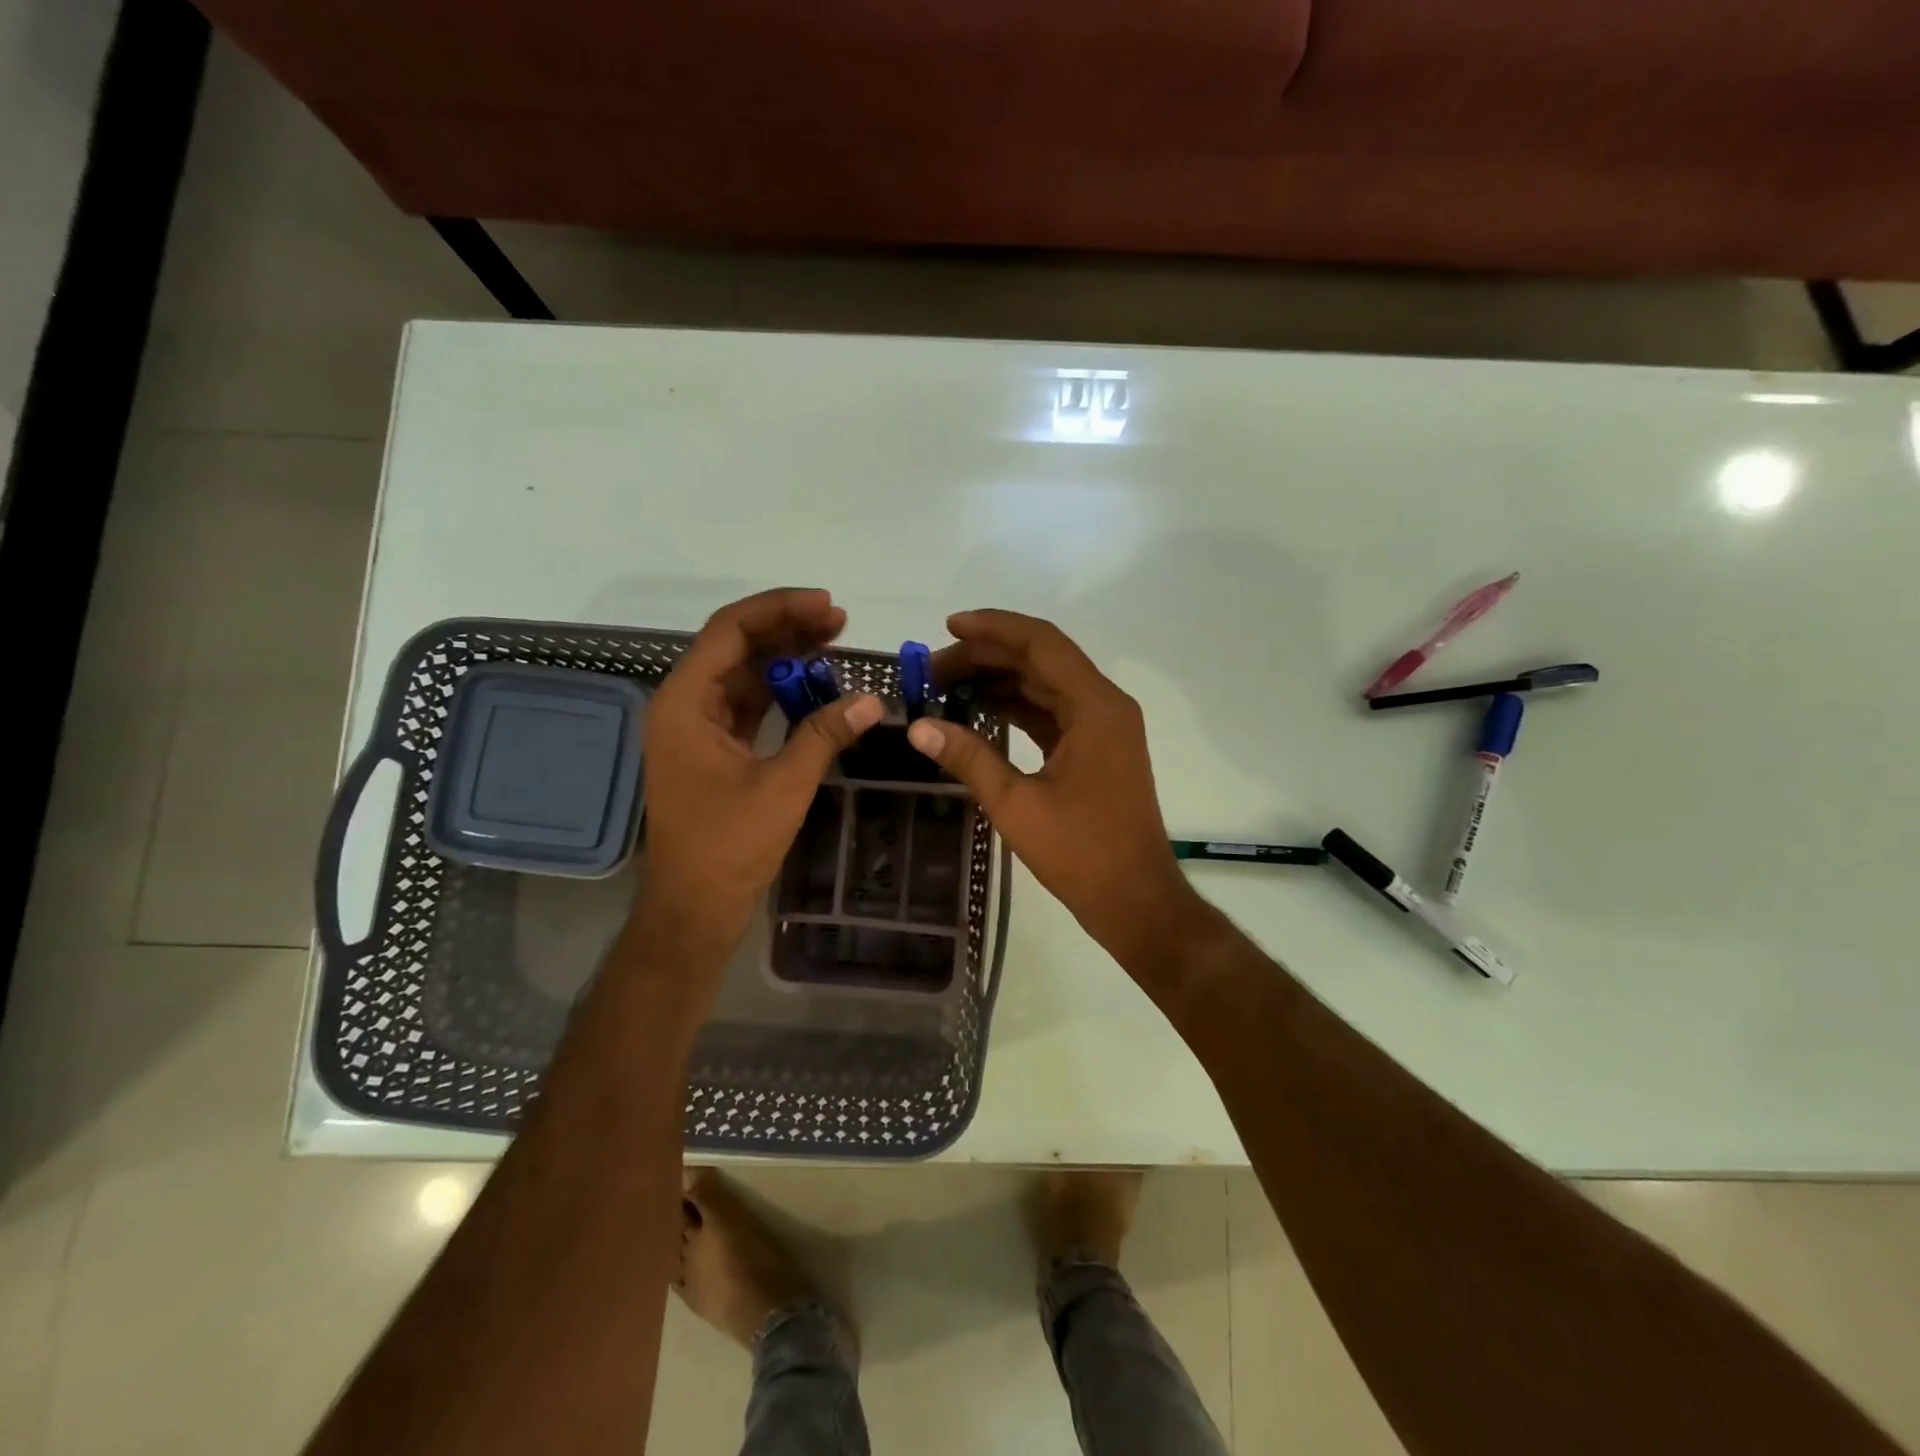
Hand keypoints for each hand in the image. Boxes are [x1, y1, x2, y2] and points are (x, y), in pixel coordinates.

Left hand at [632, 588, 881, 972]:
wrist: (695, 907)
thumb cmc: (729, 846)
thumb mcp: (783, 785)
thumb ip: (824, 734)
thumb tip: (872, 699)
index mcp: (686, 703)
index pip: (729, 631)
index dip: (778, 610)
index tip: (827, 605)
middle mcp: (685, 705)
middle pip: (736, 647)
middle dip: (787, 629)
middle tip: (840, 621)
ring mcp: (698, 728)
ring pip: (744, 674)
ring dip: (786, 658)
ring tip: (835, 644)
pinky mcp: (714, 749)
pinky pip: (748, 704)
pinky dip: (780, 691)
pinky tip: (816, 686)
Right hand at [908, 610, 1203, 968]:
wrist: (1136, 900)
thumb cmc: (1082, 853)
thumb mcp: (1017, 805)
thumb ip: (969, 758)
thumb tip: (918, 727)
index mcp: (1095, 707)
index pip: (1041, 643)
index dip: (993, 628)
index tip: (948, 627)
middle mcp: (1104, 705)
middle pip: (1041, 660)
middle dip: (987, 656)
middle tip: (934, 669)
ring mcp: (1102, 726)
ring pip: (1045, 685)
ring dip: (999, 680)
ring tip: (946, 687)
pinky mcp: (1095, 748)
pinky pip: (1051, 711)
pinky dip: (1015, 707)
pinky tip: (978, 711)